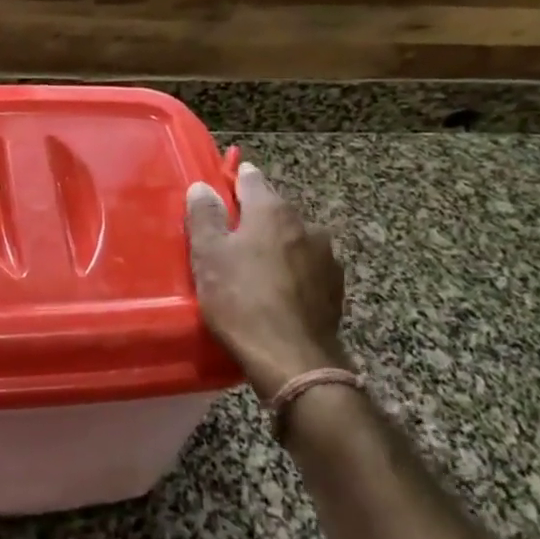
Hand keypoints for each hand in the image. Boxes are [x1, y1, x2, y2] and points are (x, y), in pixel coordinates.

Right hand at [186, 163, 349, 402]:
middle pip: (273, 209)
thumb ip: (204, 216)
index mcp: (272, 210)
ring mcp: (326, 255)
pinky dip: (292, 271)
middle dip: (253, 218)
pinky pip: (307, 267)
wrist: (294, 360)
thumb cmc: (242, 301)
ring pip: (293, 239)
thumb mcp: (209, 257)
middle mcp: (305, 223)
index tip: (220, 192)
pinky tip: (278, 292)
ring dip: (276, 246)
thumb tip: (203, 186)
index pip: (251, 178)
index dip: (233, 182)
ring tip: (255, 270)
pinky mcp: (336, 287)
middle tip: (229, 239)